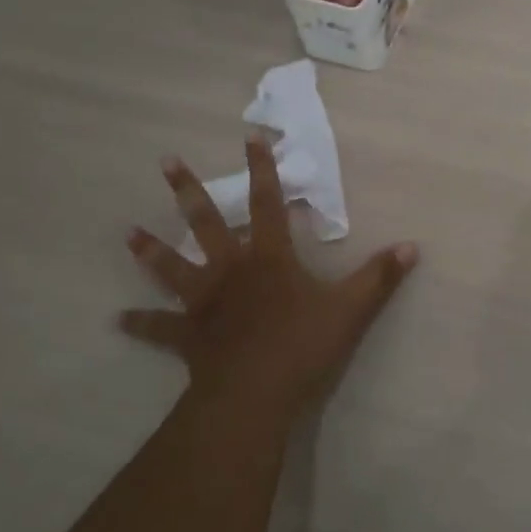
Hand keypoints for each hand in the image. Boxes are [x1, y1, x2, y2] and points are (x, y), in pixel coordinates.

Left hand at [120, 138, 418, 421]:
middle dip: (189, 190)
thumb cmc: (302, 346)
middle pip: (206, 222)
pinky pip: (159, 328)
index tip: (250, 136)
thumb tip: (412, 247)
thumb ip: (380, 277)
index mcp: (269, 258)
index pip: (267, 203)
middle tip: (166, 161)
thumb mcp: (351, 310)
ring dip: (152, 250)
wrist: (254, 395)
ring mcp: (204, 303)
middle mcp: (231, 270)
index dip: (262, 169)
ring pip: (172, 268)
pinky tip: (117, 319)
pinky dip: (140, 323)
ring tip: (129, 232)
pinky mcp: (187, 336)